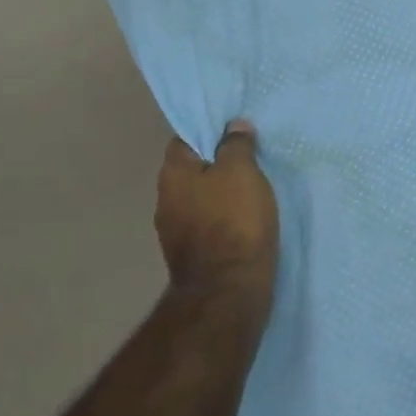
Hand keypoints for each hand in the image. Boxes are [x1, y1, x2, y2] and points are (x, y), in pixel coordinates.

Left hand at [155, 122, 278, 306]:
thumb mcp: (242, 171)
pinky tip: (244, 222)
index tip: (235, 135)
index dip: (209, 133)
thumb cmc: (234, 220)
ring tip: (251, 193)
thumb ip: (236, 145)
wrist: (228, 289)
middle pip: (193, 171)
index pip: (185, 139)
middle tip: (249, 162)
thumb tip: (233, 127)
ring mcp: (174, 231)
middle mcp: (165, 199)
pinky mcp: (190, 256)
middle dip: (217, 165)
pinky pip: (207, 225)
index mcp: (173, 173)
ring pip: (200, 199)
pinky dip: (223, 220)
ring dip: (220, 195)